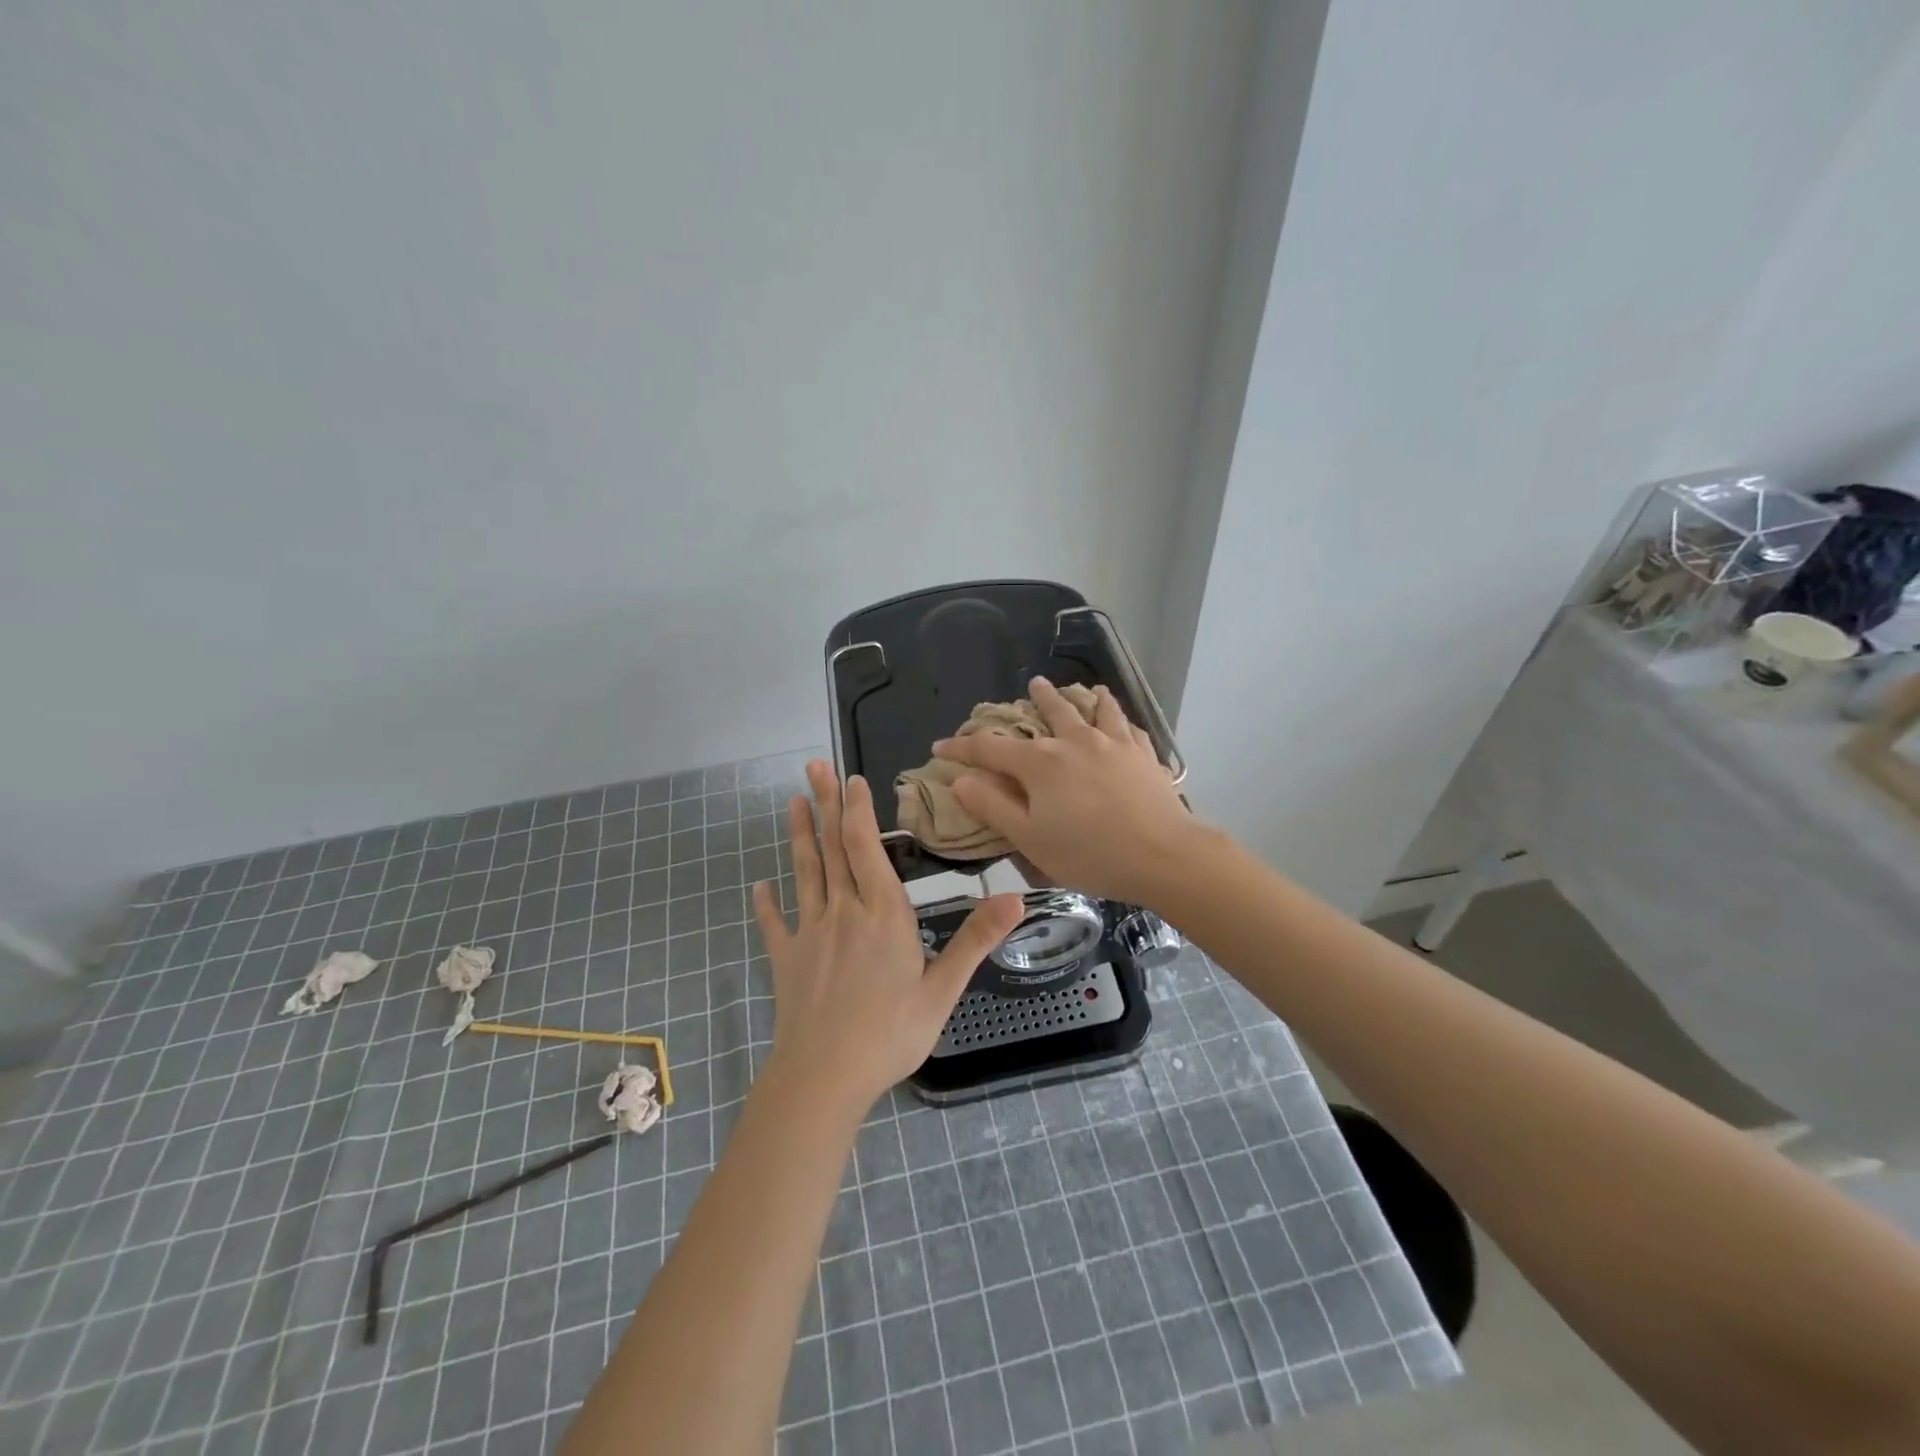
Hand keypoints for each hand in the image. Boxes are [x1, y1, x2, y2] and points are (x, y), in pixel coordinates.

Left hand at [752, 761, 1023, 1113]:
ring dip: (799, 836)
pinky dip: (767, 902)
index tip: (852, 779)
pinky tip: (760, 886)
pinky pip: (775, 923)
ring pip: (805, 873)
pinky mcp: (786, 959)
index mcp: (882, 914)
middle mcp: (843, 912)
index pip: (866, 848)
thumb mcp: (943, 989)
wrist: (823, 1078)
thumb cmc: (890, 1034)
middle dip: (824, 804)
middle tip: (813, 766)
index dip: (858, 811)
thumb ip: (975, 940)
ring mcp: (809, 933)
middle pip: (832, 848)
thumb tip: (1015, 898)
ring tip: (792, 803)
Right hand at [933, 677, 1199, 904]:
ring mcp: (1112, 743)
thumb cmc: (1088, 853)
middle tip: (1032, 684)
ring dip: (1082, 696)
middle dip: (1037, 698)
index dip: (962, 747)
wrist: (1161, 855)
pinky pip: (1128, 725)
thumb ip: (992, 807)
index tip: (941, 746)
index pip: (990, 749)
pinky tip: (1120, 716)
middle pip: (1049, 712)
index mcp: (1039, 764)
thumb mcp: (1029, 838)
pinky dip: (1119, 715)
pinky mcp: (1143, 754)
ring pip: (1093, 709)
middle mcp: (1073, 742)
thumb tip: (960, 781)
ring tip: (1082, 687)